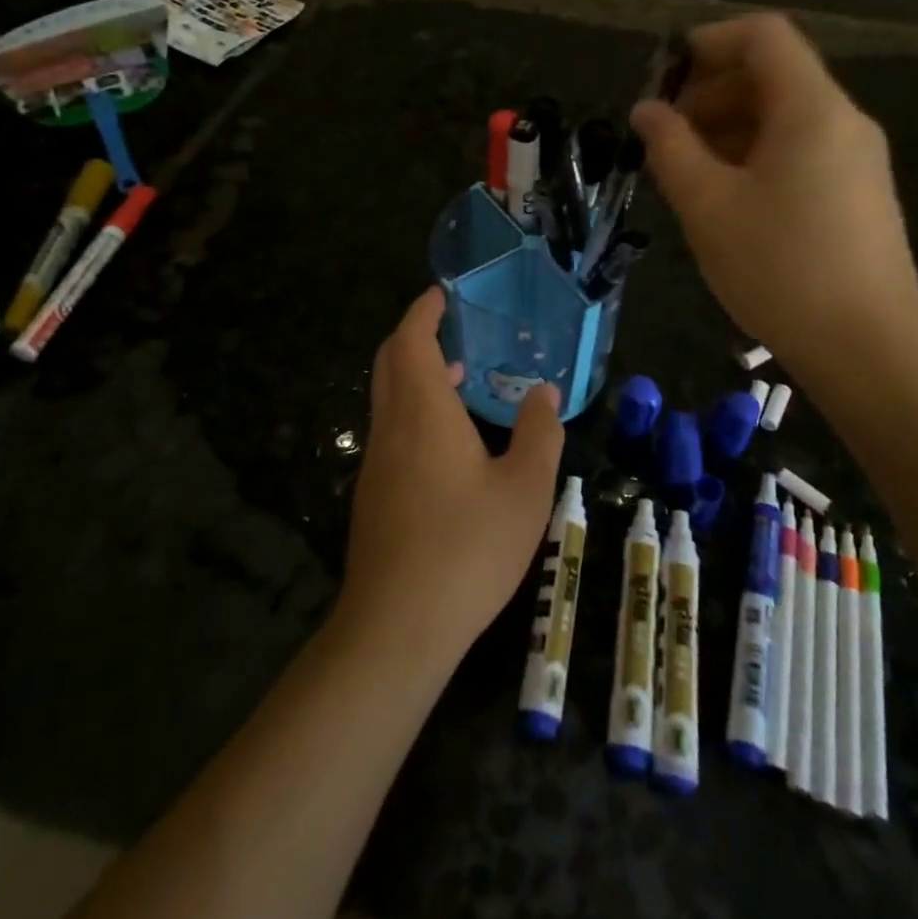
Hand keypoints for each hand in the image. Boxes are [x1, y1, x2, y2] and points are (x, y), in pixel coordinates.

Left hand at [336, 288, 565, 673]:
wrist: (398, 624)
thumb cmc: (468, 547)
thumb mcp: (525, 489)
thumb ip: (539, 434)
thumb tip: (543, 393)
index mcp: (423, 411)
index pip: (411, 339)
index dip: (424, 311)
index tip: (442, 294)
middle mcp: (391, 426)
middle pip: (391, 361)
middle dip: (415, 335)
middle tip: (452, 328)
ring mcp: (376, 461)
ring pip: (388, 397)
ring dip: (415, 374)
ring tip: (459, 376)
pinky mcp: (373, 493)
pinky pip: (391, 429)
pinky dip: (413, 409)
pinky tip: (448, 441)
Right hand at [630, 13, 917, 360]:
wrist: (867, 346)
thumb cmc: (780, 268)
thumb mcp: (708, 206)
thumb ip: (671, 148)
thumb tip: (647, 111)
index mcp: (811, 108)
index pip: (763, 37)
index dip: (709, 42)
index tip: (664, 77)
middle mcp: (843, 121)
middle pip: (774, 75)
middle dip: (711, 92)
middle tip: (665, 134)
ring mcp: (856, 159)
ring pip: (785, 117)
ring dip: (729, 127)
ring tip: (686, 170)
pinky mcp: (858, 194)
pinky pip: (801, 151)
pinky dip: (756, 155)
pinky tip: (726, 198)